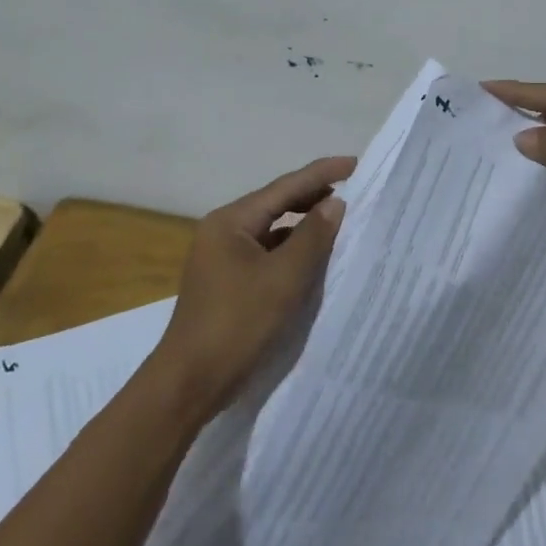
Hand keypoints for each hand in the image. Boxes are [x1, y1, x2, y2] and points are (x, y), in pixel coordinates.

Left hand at [158, 155, 354, 416]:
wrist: (190, 382)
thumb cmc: (238, 324)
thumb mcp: (284, 278)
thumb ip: (312, 237)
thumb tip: (335, 202)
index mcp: (230, 222)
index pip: (284, 187)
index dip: (322, 173)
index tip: (355, 163)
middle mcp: (223, 231)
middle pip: (276, 204)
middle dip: (314, 196)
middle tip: (355, 190)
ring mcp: (223, 257)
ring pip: (272, 230)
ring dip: (304, 225)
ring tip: (342, 220)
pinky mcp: (228, 281)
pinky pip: (267, 253)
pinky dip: (292, 250)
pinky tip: (315, 257)